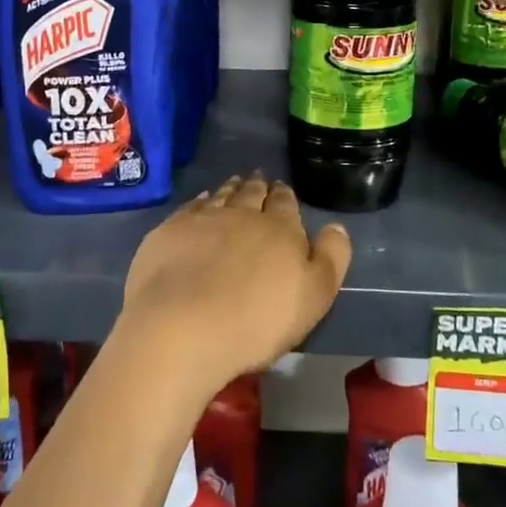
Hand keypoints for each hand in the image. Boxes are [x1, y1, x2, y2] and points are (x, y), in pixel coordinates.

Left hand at [122, 174, 352, 395]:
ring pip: (221, 196)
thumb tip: (336, 226)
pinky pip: (190, 207)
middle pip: (252, 194)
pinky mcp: (170, 231)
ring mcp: (202, 219)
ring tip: (234, 183)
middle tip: (258, 179)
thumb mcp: (314, 297)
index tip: (282, 189)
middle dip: (258, 186)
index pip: (284, 203)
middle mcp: (242, 213)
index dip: (284, 195)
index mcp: (280, 228)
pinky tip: (200, 201)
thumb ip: (330, 258)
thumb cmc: (257, 320)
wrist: (183, 327)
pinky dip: (199, 201)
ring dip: (230, 189)